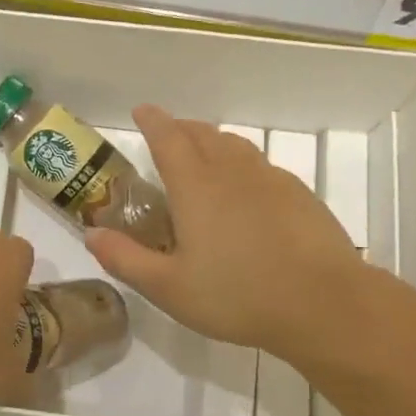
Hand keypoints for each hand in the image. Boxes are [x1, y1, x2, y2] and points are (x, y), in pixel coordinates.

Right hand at [86, 106, 367, 358]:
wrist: (324, 304)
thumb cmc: (237, 295)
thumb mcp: (168, 287)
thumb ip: (125, 258)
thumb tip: (91, 233)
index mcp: (196, 186)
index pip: (168, 138)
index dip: (152, 122)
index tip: (142, 111)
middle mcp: (232, 172)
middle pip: (203, 134)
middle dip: (181, 128)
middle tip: (167, 134)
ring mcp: (271, 180)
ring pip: (235, 146)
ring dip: (212, 142)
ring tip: (203, 155)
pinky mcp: (299, 195)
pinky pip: (261, 166)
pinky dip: (242, 165)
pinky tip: (245, 191)